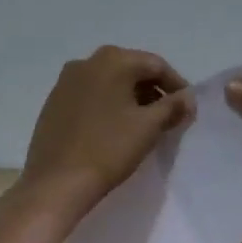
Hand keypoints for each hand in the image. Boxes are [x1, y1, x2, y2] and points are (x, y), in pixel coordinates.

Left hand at [20, 46, 190, 218]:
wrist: (56, 182)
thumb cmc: (108, 149)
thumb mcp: (148, 127)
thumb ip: (172, 106)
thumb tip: (187, 97)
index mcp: (112, 60)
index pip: (155, 65)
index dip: (176, 85)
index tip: (187, 108)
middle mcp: (86, 62)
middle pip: (130, 69)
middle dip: (152, 90)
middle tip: (168, 116)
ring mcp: (65, 81)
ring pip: (109, 82)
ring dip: (130, 97)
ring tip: (143, 124)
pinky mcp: (54, 101)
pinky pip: (90, 94)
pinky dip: (107, 104)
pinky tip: (114, 128)